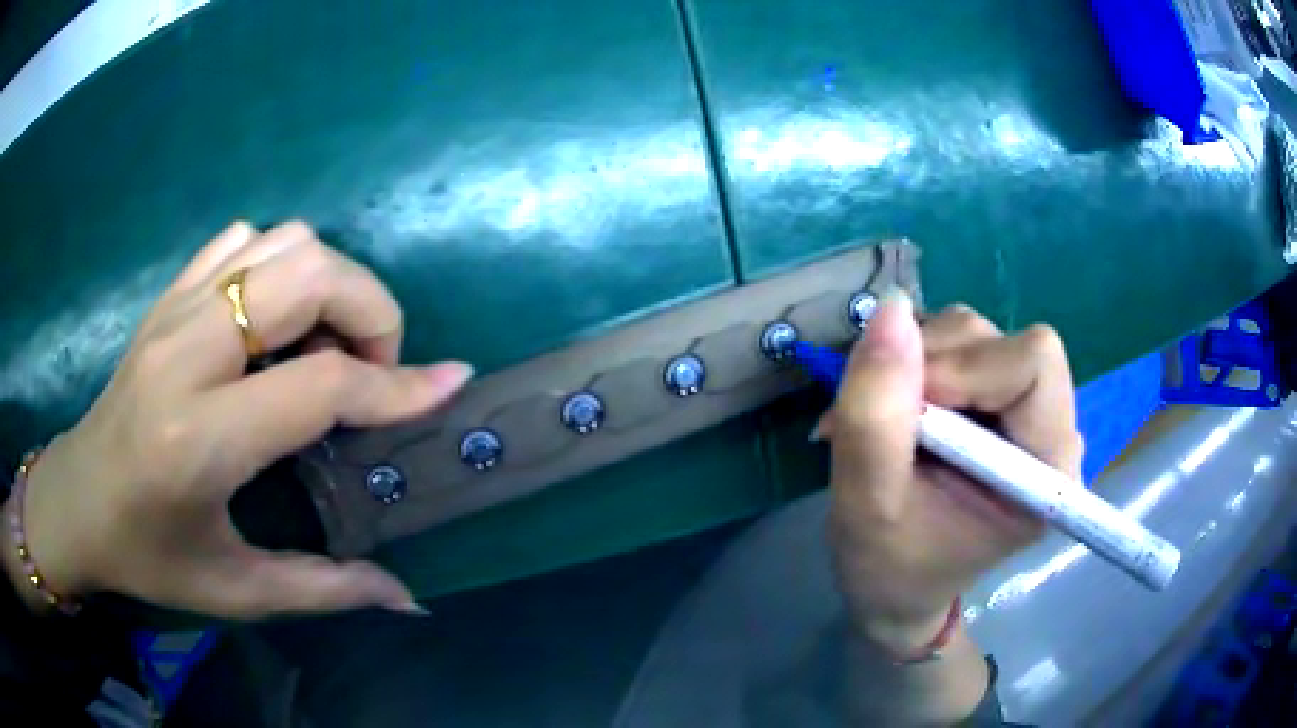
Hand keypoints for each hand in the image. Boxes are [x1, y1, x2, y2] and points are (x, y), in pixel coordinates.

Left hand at [1, 221, 472, 618]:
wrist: (78, 500)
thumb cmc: (150, 555)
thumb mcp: (236, 591)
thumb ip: (326, 590)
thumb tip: (407, 598)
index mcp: (199, 439)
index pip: (319, 385)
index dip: (395, 385)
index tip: (449, 383)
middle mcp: (185, 355)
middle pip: (306, 274)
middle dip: (367, 311)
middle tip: (367, 373)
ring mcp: (173, 311)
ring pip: (281, 242)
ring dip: (325, 285)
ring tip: (319, 349)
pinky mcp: (167, 295)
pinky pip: (242, 241)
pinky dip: (276, 266)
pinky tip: (269, 323)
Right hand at [823, 293, 1081, 653]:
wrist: (896, 589)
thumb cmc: (890, 568)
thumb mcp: (867, 505)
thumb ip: (875, 413)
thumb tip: (889, 309)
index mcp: (1047, 469)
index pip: (1034, 363)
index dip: (966, 368)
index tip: (907, 412)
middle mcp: (1049, 427)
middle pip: (1000, 342)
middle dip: (930, 366)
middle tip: (880, 419)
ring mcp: (1024, 409)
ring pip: (973, 334)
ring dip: (915, 363)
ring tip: (882, 421)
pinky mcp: (997, 398)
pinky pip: (957, 345)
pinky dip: (914, 363)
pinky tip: (896, 410)